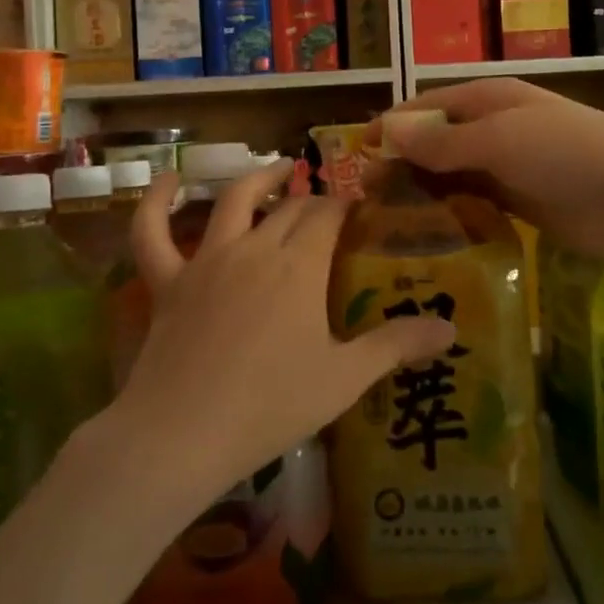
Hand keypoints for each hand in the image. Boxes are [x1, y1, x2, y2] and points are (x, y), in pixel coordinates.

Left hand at [119, 161, 456, 501]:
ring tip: (278, 169)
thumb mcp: (344, 378)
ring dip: (258, 180)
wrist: (182, 434)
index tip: (359, 208)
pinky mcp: (167, 281)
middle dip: (312, 200)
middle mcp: (255, 249)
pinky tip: (166, 177)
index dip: (345, 206)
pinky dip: (155, 201)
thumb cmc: (271, 406)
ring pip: (233, 202)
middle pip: (289, 209)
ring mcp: (206, 261)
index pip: (328, 216)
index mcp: (299, 266)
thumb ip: (397, 346)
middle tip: (328, 207)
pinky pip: (152, 232)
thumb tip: (451, 329)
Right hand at [376, 79, 603, 265]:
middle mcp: (492, 128)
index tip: (356, 155)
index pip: (426, 108)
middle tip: (366, 199)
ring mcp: (506, 166)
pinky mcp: (518, 201)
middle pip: (434, 142)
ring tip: (385, 221)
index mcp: (487, 100)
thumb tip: (388, 129)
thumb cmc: (567, 155)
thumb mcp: (500, 140)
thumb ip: (444, 141)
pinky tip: (426, 233)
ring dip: (421, 191)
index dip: (390, 128)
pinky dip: (448, 211)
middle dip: (401, 164)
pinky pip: (472, 201)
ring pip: (450, 174)